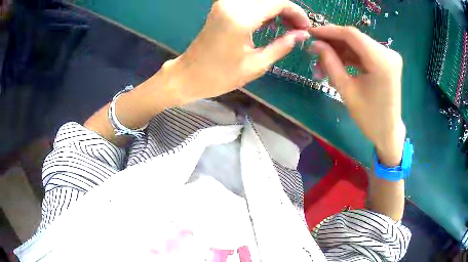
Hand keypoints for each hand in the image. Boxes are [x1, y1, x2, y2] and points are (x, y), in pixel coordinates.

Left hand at [164, 0, 310, 104]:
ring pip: (260, 0)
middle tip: (297, 29)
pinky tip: (271, 22)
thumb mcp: (256, 64)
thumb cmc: (220, 76)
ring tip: (287, 26)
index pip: (277, 3)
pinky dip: (264, 10)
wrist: (189, 75)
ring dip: (276, 9)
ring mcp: (224, 4)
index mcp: (240, 18)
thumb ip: (282, 45)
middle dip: (288, 10)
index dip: (296, 13)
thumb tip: (302, 34)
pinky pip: (249, 3)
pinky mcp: (221, 7)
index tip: (305, 27)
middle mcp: (231, 5)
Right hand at [309, 25, 405, 165]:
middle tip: (314, 51)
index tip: (310, 33)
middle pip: (354, 38)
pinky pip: (364, 53)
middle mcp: (388, 53)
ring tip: (322, 64)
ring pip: (357, 45)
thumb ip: (330, 63)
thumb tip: (315, 44)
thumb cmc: (369, 117)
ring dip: (339, 51)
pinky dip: (349, 57)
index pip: (351, 35)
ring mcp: (388, 56)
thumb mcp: (346, 90)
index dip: (329, 31)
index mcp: (381, 61)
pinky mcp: (386, 61)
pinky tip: (337, 64)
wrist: (388, 131)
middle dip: (332, 43)